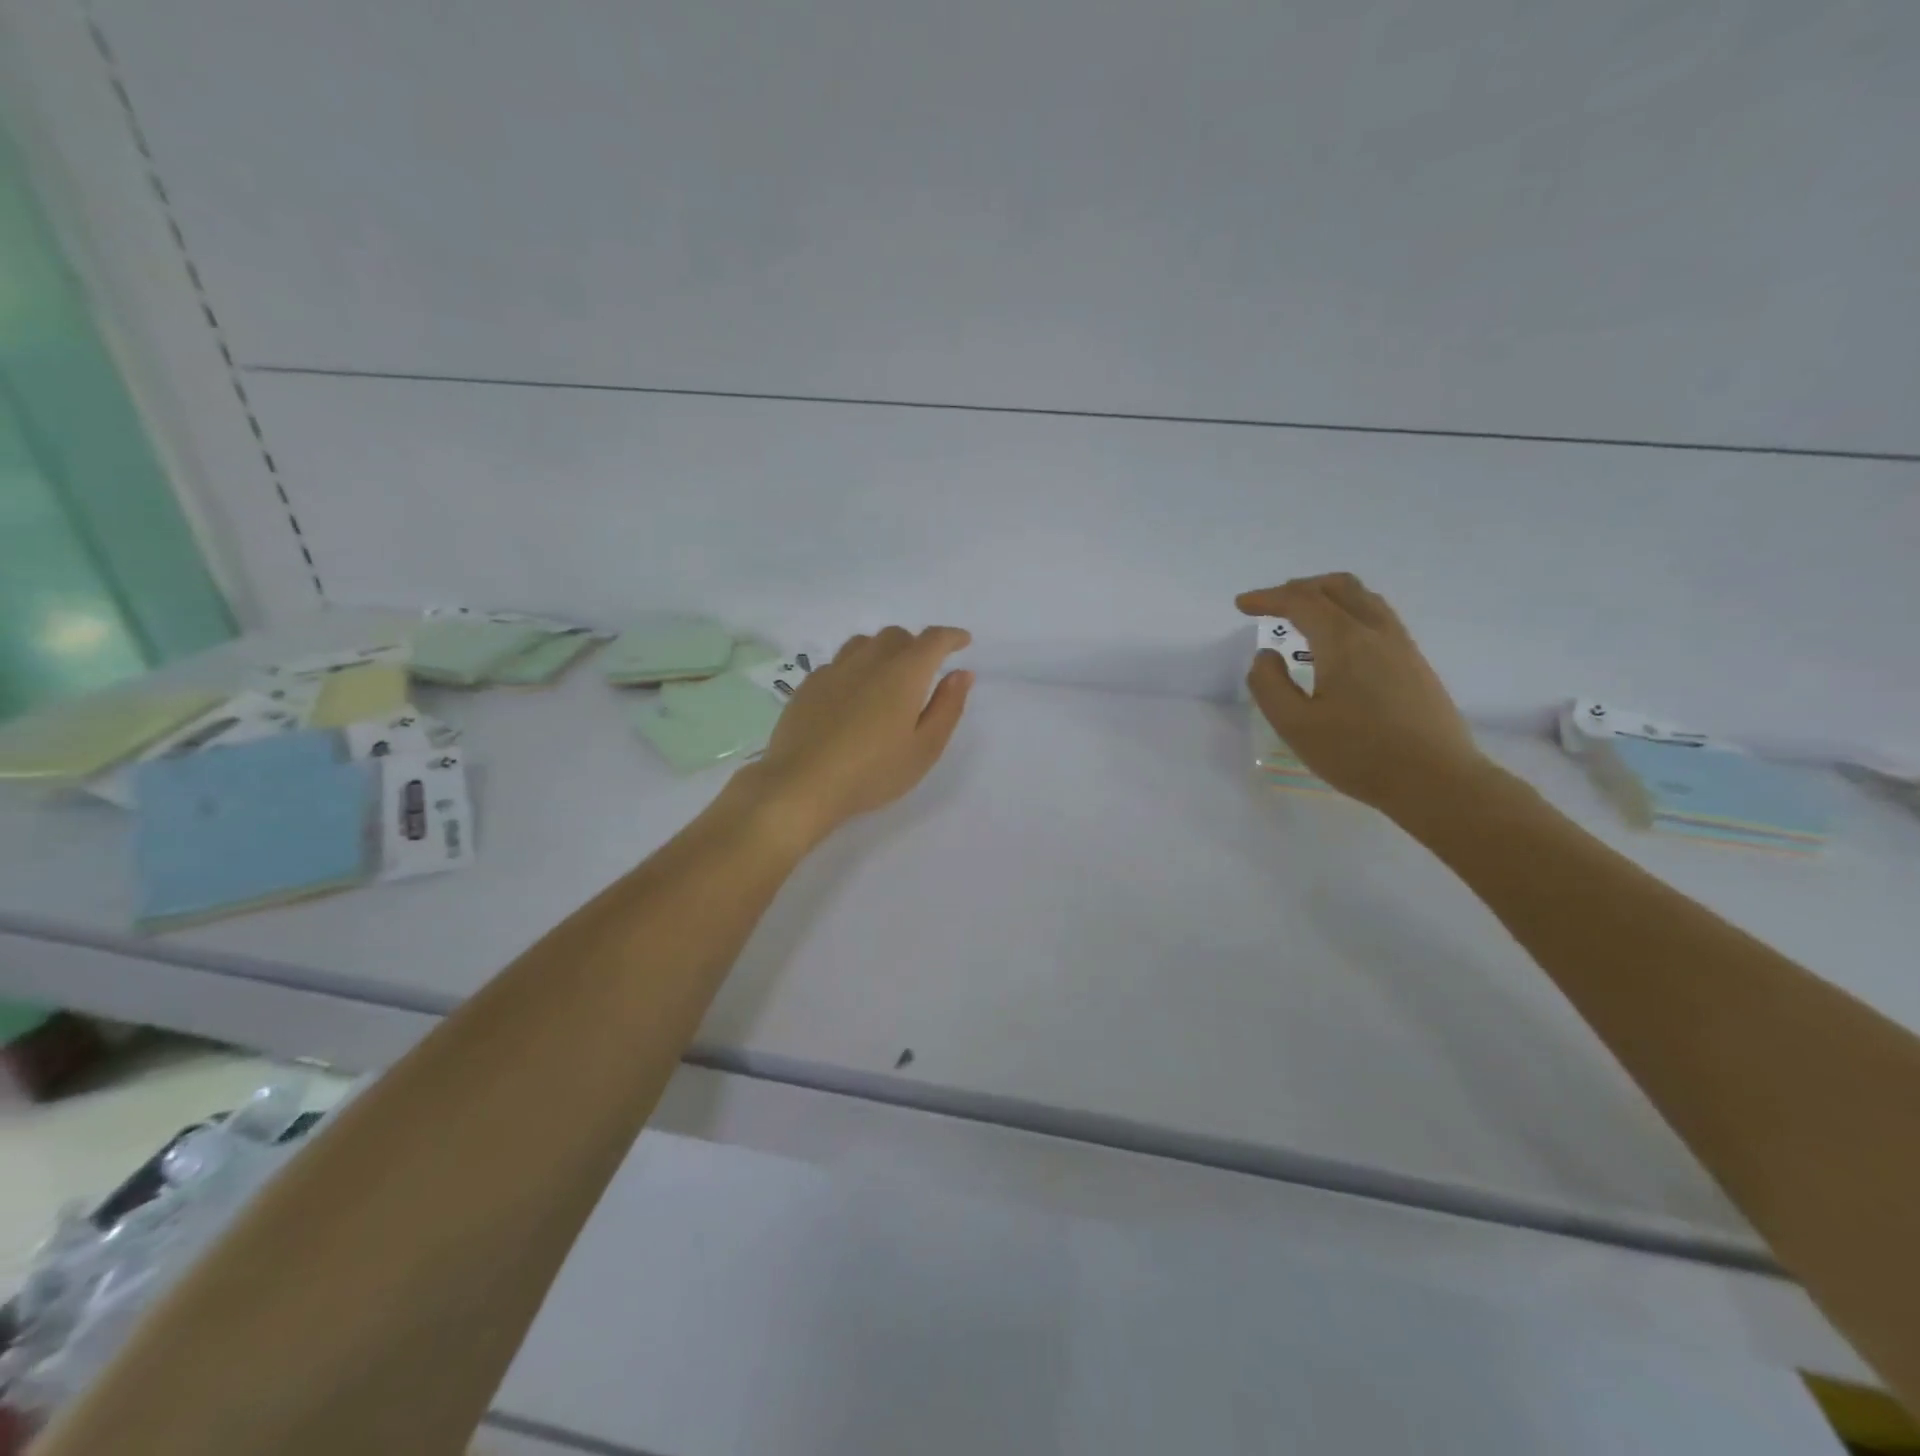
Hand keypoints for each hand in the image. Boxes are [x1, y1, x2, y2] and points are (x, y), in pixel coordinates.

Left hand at [745, 626, 973, 841]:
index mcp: (904, 674)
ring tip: (887, 678)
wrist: (801, 784)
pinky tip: (852, 696)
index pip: (933, 640)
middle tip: (925, 670)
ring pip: (864, 643)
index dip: (951, 637)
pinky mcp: (809, 685)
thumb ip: (947, 707)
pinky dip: (855, 668)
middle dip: (916, 645)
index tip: (963, 642)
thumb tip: (961, 674)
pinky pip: (839, 663)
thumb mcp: (924, 748)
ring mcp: (834, 670)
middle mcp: (869, 661)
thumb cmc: (872, 772)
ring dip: (883, 651)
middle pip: (897, 636)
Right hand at [1238, 574, 1485, 816]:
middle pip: (1338, 587)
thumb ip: (1269, 685)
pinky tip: (1340, 642)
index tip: (1242, 605)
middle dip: (1300, 588)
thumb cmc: (1358, 754)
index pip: (1301, 601)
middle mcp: (1376, 632)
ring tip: (1304, 616)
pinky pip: (1378, 618)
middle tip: (1272, 604)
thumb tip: (1266, 657)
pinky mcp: (1415, 664)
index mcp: (1344, 641)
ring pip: (1364, 599)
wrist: (1436, 780)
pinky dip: (1349, 612)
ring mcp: (1402, 646)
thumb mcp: (1295, 725)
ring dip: (1328, 596)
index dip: (1267, 598)